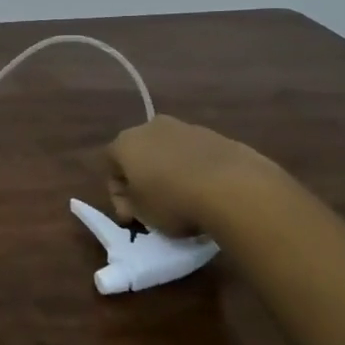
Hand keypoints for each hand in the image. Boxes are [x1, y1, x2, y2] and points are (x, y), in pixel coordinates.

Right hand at [105, 114, 283, 235]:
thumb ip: (131, 204)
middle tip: (155, 207)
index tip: (132, 217)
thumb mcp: (142, 214)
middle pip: (140, 154)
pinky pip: (195, 155)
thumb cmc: (174, 201)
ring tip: (186, 200)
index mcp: (125, 143)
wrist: (233, 187)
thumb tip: (135, 200)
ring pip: (168, 152)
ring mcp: (185, 127)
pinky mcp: (215, 135)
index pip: (111, 167)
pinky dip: (196, 170)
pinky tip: (208, 192)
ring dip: (171, 172)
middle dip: (144, 178)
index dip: (118, 195)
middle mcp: (151, 127)